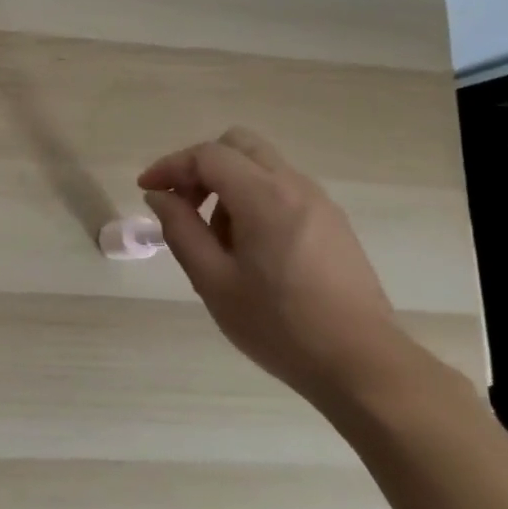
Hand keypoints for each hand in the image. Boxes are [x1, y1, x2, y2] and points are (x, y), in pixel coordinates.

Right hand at [138, 127, 412, 403]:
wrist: (360, 363)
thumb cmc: (278, 324)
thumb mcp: (212, 280)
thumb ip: (180, 229)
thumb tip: (159, 196)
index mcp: (264, 196)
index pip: (208, 155)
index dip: (170, 166)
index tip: (147, 190)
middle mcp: (295, 186)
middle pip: (239, 145)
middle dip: (201, 166)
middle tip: (182, 204)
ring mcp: (319, 203)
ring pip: (261, 167)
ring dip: (227, 186)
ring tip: (214, 240)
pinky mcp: (332, 223)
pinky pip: (282, 190)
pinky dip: (252, 200)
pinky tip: (247, 250)